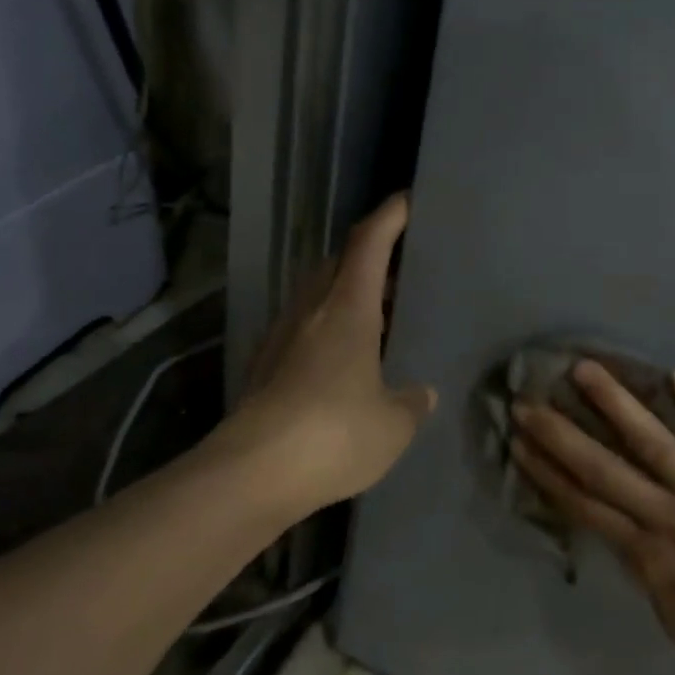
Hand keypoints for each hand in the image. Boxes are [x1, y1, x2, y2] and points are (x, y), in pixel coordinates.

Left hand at [209, 194, 437, 516]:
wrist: (250, 474)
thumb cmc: (334, 434)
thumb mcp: (393, 425)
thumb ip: (412, 404)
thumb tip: (423, 394)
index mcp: (348, 309)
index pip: (369, 243)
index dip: (389, 216)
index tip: (408, 200)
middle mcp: (310, 311)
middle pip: (339, 262)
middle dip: (369, 256)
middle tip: (401, 271)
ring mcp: (281, 337)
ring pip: (317, 295)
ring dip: (347, 293)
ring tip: (378, 316)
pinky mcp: (264, 367)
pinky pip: (303, 328)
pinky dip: (327, 328)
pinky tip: (343, 361)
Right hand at [511, 361, 674, 674]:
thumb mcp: (671, 614)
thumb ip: (644, 567)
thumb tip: (621, 529)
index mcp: (648, 555)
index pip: (586, 506)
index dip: (549, 474)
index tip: (519, 444)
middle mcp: (670, 517)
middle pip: (605, 469)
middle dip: (561, 435)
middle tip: (528, 402)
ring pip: (655, 443)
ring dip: (617, 404)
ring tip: (586, 370)